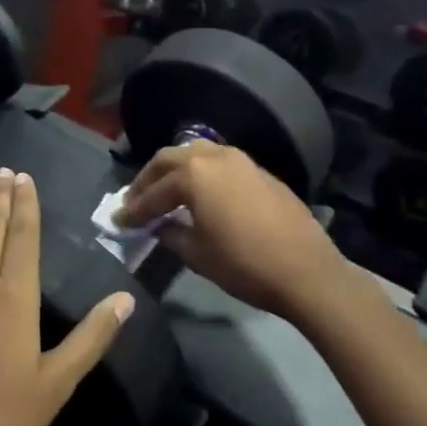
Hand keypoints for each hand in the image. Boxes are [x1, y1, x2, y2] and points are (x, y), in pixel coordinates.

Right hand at [117, 141, 343, 320]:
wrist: (307, 271)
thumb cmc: (244, 264)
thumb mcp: (197, 254)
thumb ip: (170, 234)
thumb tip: (159, 226)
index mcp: (193, 174)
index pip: (153, 192)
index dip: (134, 209)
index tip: (119, 221)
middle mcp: (213, 156)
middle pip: (169, 160)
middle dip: (148, 180)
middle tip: (136, 201)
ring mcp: (240, 160)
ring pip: (196, 153)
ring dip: (175, 170)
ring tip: (166, 191)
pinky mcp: (259, 171)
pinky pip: (219, 163)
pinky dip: (202, 173)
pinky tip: (201, 193)